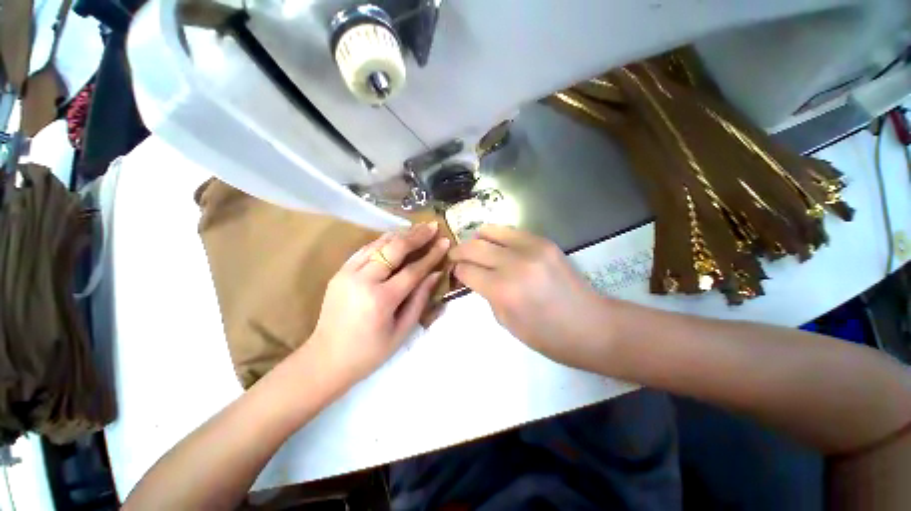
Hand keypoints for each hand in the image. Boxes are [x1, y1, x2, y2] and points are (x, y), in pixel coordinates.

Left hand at [308, 222, 449, 386]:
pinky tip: (394, 236)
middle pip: (394, 249)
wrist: (326, 359)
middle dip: (416, 236)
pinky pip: (364, 250)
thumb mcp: (402, 331)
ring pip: (378, 244)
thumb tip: (435, 274)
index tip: (445, 242)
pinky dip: (382, 241)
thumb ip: (419, 299)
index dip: (431, 255)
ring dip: (400, 234)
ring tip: (417, 227)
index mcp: (381, 300)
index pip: (413, 270)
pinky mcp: (339, 272)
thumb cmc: (369, 352)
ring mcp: (347, 273)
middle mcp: (363, 281)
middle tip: (432, 226)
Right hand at [450, 225, 609, 370]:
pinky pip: (511, 231)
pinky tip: (499, 248)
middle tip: (456, 257)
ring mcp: (531, 248)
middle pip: (473, 246)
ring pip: (490, 230)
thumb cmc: (546, 335)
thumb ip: (486, 294)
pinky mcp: (544, 242)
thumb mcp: (505, 321)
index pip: (466, 269)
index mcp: (502, 289)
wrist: (591, 325)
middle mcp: (513, 263)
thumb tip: (474, 276)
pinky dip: (498, 237)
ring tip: (477, 248)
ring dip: (478, 239)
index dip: (456, 272)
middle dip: (459, 251)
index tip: (455, 274)